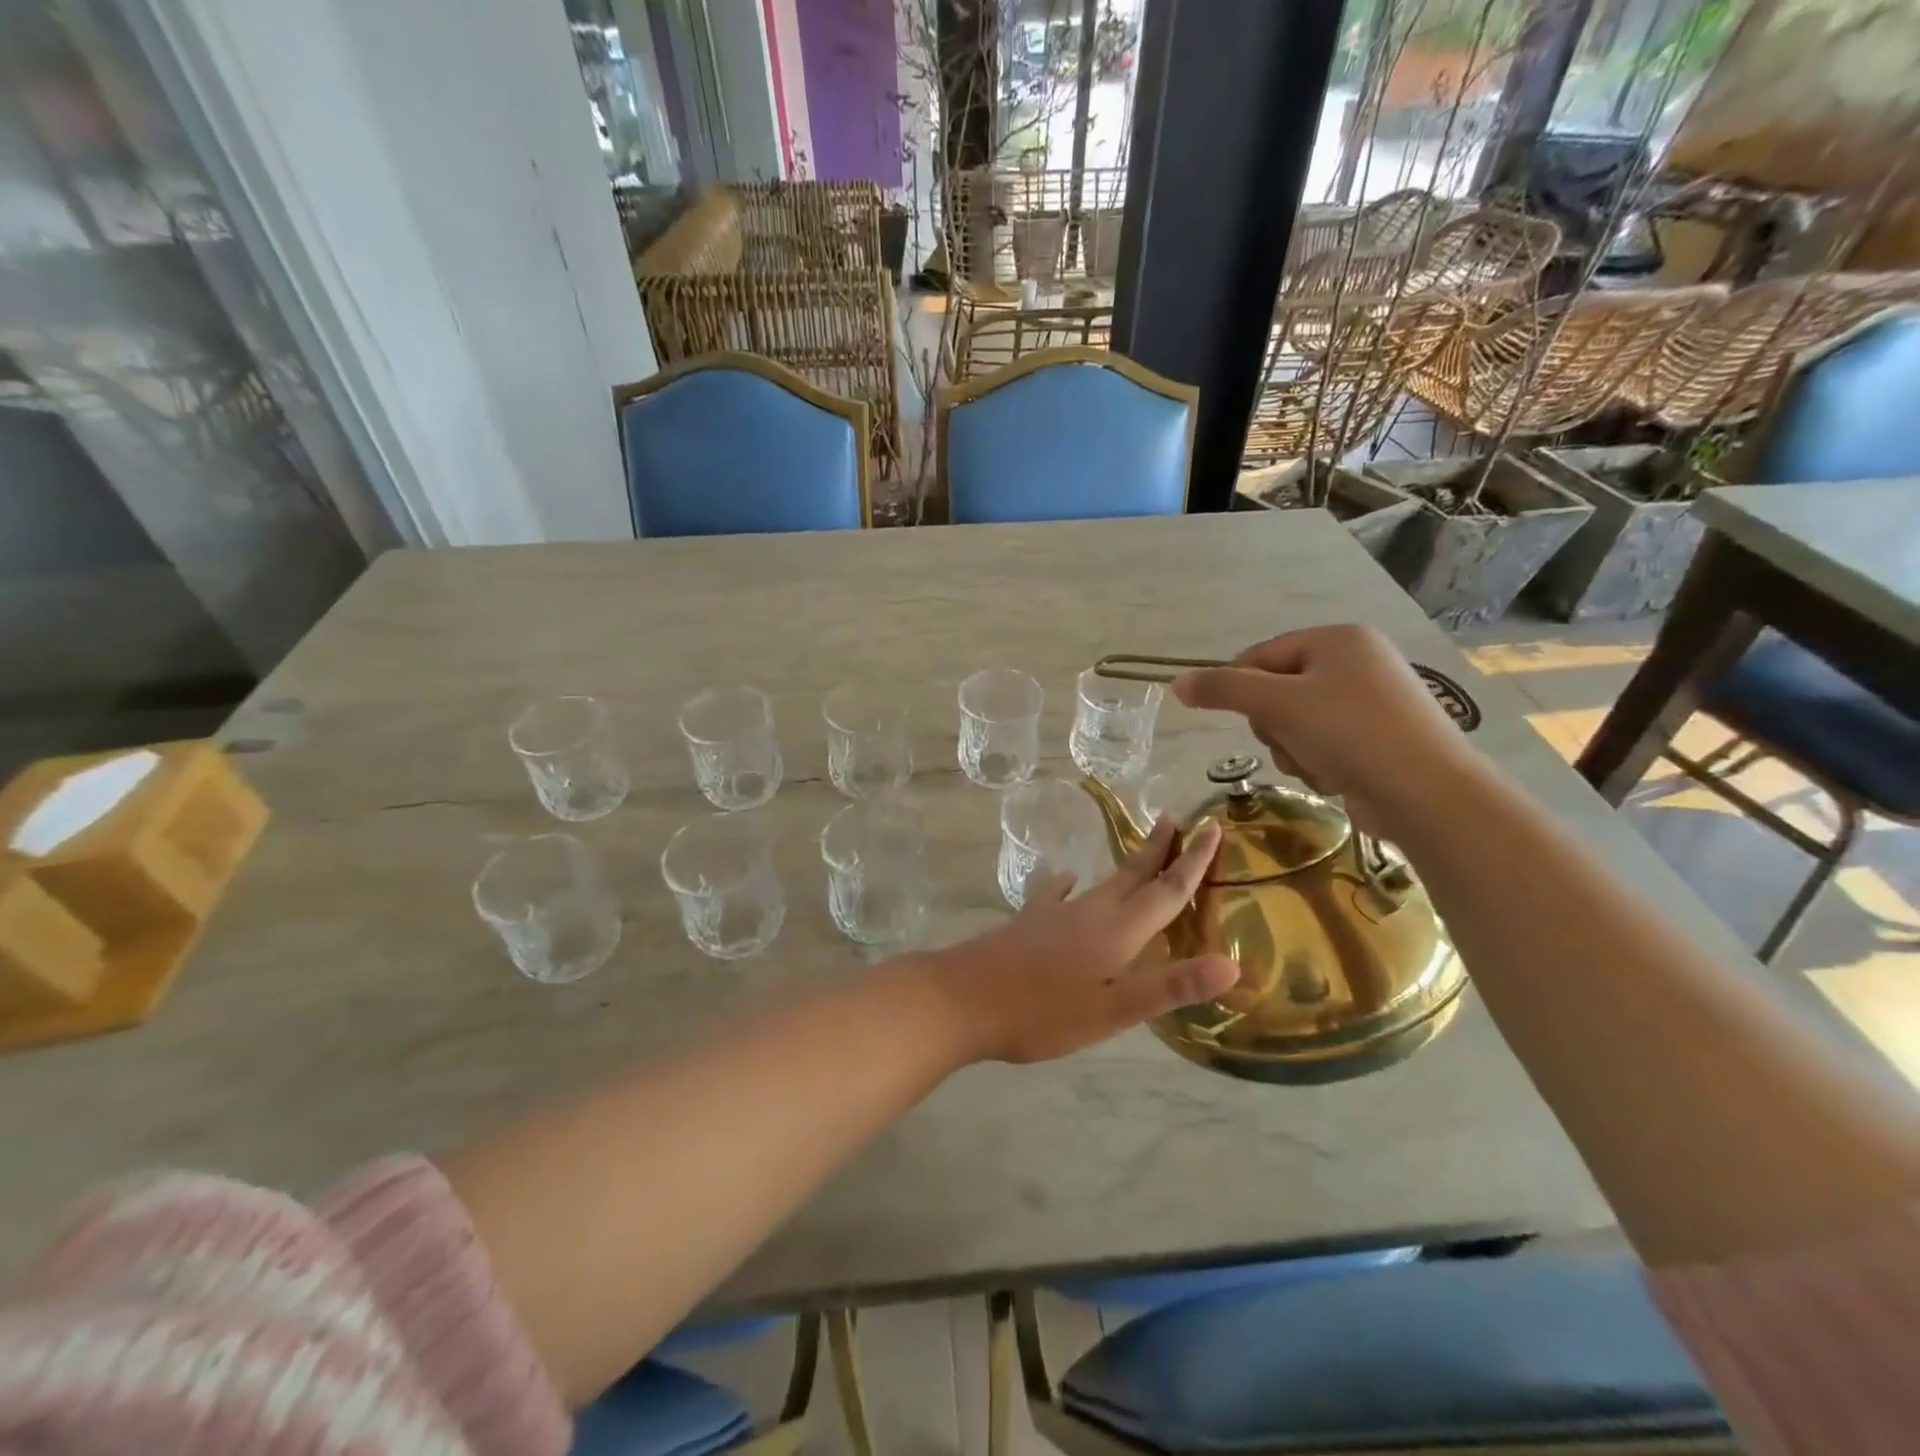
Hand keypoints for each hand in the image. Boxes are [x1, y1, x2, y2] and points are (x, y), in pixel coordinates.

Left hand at [923, 818, 1237, 1063]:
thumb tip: (1232, 963)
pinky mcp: (1030, 923)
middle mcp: (1090, 912)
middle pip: (1134, 875)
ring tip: (1140, 852)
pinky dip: (1070, 884)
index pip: (1166, 890)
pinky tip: (1068, 881)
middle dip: (1159, 850)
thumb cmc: (1043, 1012)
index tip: (1213, 829)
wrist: (962, 998)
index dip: (1193, 862)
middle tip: (1177, 819)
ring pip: (1102, 883)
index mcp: (1118, 931)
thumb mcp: (1113, 1010)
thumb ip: (1170, 986)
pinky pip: (1059, 894)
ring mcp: (1056, 914)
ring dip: (1127, 866)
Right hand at [1172, 624, 1479, 834]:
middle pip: (1277, 692)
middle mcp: (1358, 662)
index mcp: (1338, 639)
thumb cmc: (1350, 732)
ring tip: (1316, 764)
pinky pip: (1322, 745)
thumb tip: (1176, 682)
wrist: (1426, 793)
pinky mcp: (1378, 740)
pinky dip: (1318, 763)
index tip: (1239, 717)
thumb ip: (1224, 689)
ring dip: (1292, 750)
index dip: (1240, 687)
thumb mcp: (1278, 704)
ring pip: (1295, 724)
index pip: (1261, 654)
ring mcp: (1371, 703)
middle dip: (1273, 725)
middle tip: (1289, 741)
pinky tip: (1335, 777)